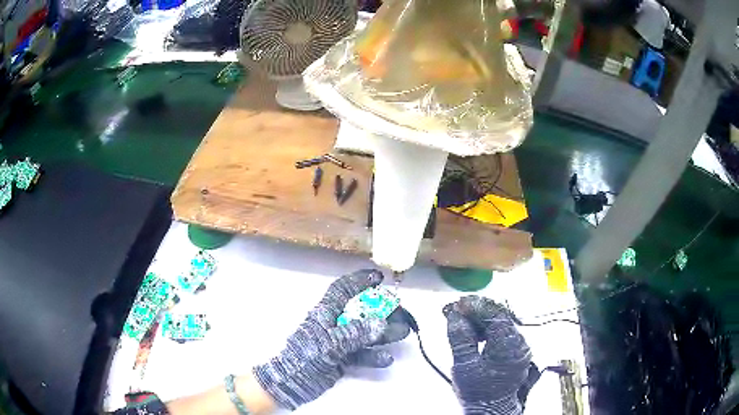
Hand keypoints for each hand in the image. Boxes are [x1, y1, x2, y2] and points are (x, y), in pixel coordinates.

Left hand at [253, 269, 408, 409]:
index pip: (343, 289)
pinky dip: (374, 355)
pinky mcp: (341, 359)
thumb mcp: (329, 344)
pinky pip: (361, 354)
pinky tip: (387, 359)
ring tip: (403, 332)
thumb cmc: (305, 357)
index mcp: (325, 313)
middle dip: (381, 310)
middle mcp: (333, 324)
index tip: (379, 277)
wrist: (290, 384)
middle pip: (361, 311)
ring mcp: (338, 342)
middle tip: (401, 311)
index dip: (360, 281)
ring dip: (383, 333)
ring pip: (364, 333)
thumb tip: (381, 323)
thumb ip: (354, 333)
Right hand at [444, 296, 531, 414]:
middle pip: (499, 316)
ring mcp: (518, 346)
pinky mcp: (514, 350)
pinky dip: (485, 328)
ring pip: (499, 322)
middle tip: (454, 310)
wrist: (489, 409)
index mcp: (509, 345)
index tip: (457, 304)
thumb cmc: (478, 392)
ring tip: (459, 319)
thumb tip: (455, 316)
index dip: (475, 306)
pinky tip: (472, 331)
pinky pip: (500, 331)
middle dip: (475, 310)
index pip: (495, 315)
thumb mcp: (464, 365)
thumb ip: (460, 338)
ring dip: (479, 318)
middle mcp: (519, 342)